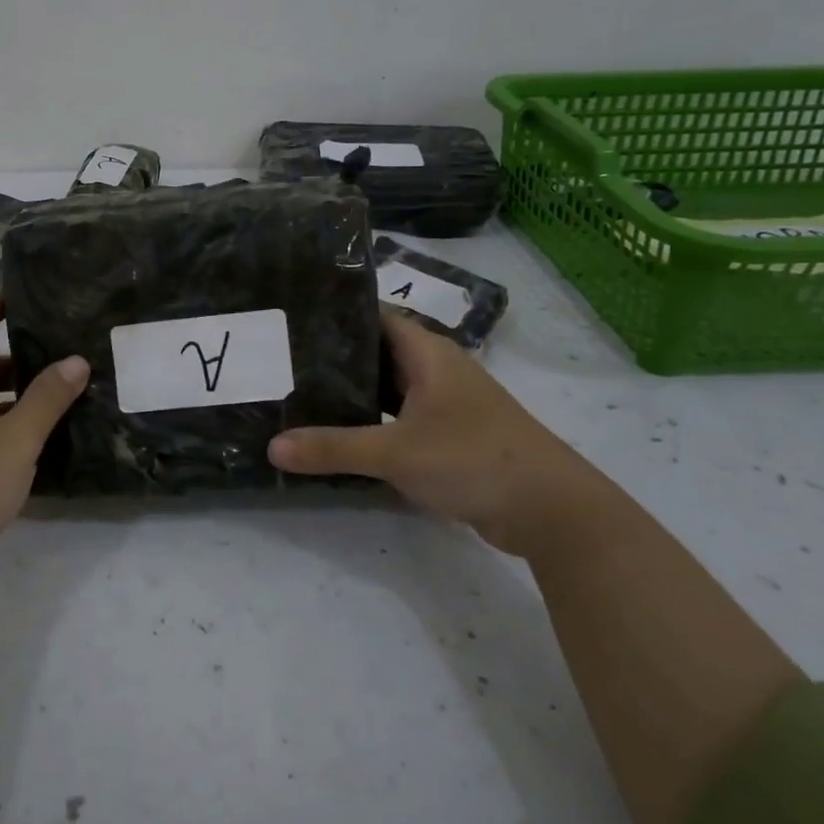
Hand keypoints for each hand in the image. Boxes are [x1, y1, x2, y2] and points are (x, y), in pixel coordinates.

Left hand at [0, 293, 89, 592]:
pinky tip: (33, 432)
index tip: (36, 289)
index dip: (2, 302)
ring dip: (12, 390)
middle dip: (19, 352)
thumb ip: (48, 398)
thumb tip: (77, 359)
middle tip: (65, 343)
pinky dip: (0, 419)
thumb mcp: (16, 440)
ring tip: (59, 386)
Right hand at [268, 308, 583, 555]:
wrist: (550, 509)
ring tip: (300, 395)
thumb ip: (333, 448)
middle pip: (377, 354)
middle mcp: (437, 371)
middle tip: (283, 361)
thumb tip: (272, 447)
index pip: (375, 316)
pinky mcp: (449, 437)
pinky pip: (399, 420)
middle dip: (334, 358)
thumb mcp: (396, 452)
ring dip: (353, 395)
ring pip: (388, 390)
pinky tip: (338, 435)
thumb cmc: (473, 458)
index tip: (292, 318)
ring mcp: (445, 405)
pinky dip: (372, 424)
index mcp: (428, 354)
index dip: (336, 314)